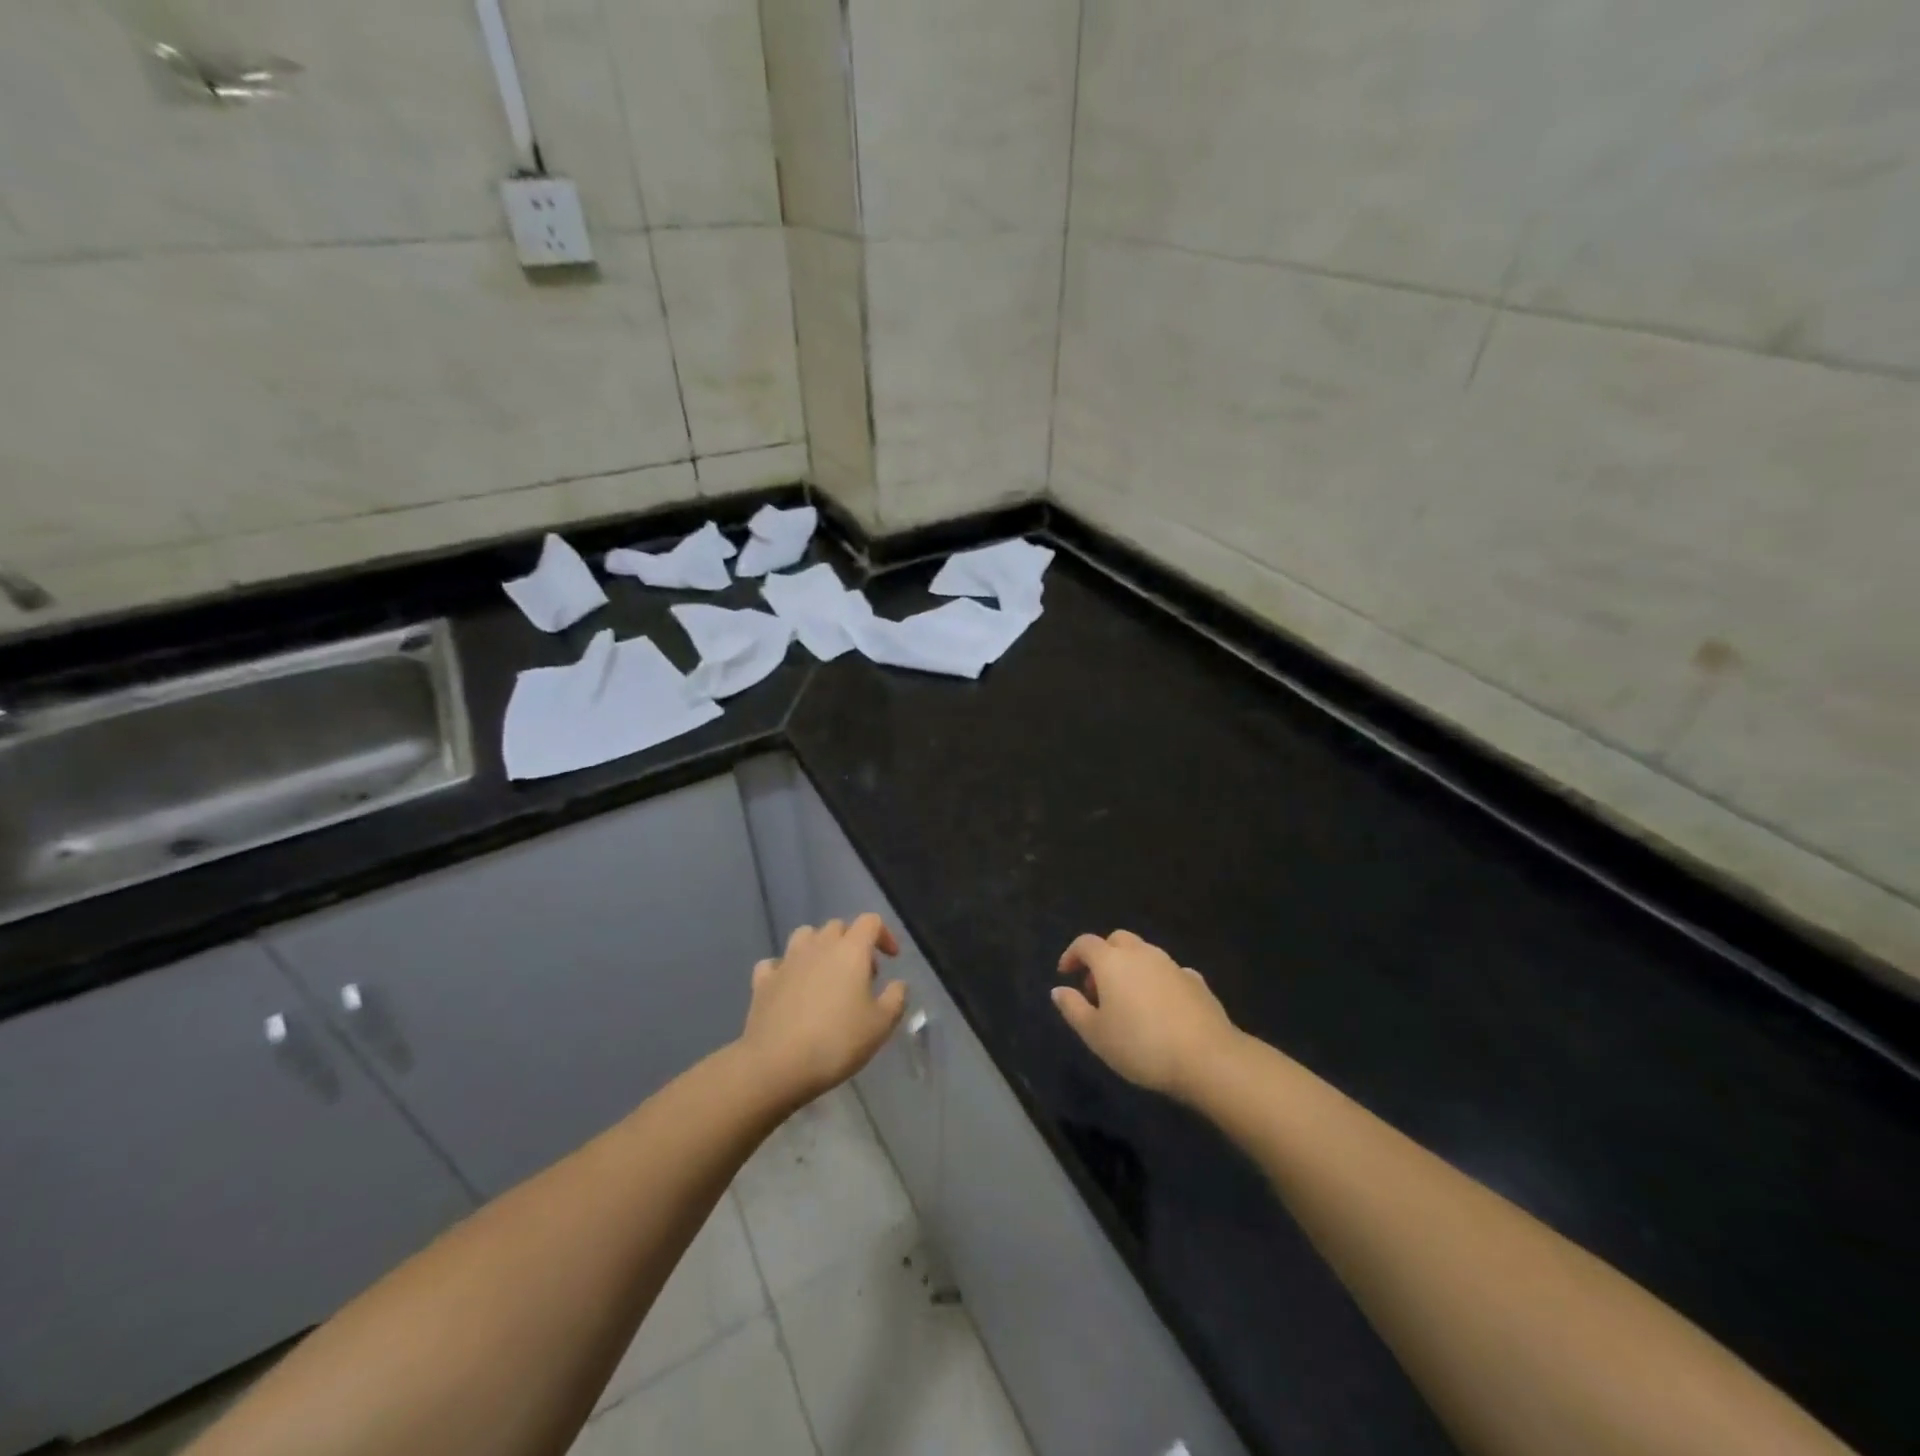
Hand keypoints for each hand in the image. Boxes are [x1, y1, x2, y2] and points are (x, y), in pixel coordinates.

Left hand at [741, 915, 907, 1107]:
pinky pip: (775, 963)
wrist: (777, 1064)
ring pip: (805, 936)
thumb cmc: (837, 1041)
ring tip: (826, 975)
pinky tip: (790, 987)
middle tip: (861, 974)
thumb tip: (898, 984)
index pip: (870, 922)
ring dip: (819, 947)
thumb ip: (895, 998)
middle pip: (838, 926)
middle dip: (852, 942)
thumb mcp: (881, 1025)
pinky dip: (785, 969)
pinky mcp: (763, 981)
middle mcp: (818, 946)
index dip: (884, 935)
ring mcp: (787, 961)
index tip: (891, 959)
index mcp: (850, 950)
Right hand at [1053, 931, 1236, 1099]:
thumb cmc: (1141, 1045)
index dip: (1072, 955)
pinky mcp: (1195, 981)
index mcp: (1112, 961)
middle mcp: (1141, 953)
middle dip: (1103, 957)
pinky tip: (1160, 1008)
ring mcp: (1171, 964)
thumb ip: (1073, 1008)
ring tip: (1127, 1001)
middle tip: (1097, 989)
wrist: (1207, 1057)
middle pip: (1117, 941)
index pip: (1085, 943)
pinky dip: (1157, 981)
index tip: (1066, 974)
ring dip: (1130, 968)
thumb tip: (1058, 989)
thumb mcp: (1095, 1034)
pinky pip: (1168, 973)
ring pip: (1144, 954)